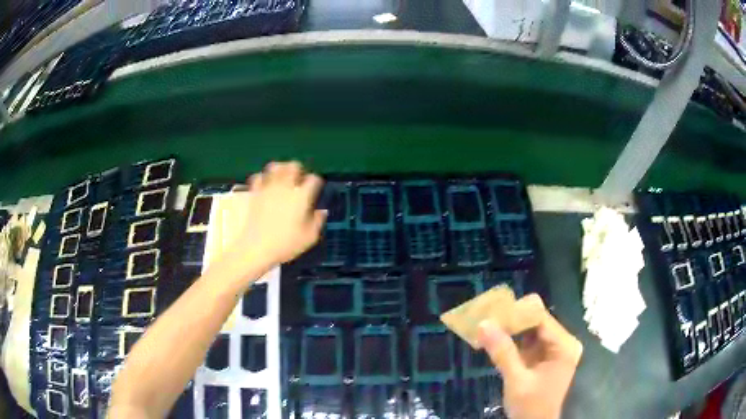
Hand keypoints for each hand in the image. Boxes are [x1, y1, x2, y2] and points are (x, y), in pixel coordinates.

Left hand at [238, 161, 326, 267]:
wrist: (257, 247)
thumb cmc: (286, 244)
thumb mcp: (309, 238)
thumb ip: (318, 222)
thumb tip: (321, 212)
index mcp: (301, 196)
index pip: (313, 179)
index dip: (316, 182)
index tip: (315, 189)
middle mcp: (285, 187)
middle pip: (293, 166)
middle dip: (298, 170)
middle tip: (299, 181)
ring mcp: (268, 188)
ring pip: (275, 166)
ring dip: (281, 169)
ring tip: (282, 178)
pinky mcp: (255, 192)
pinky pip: (258, 177)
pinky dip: (263, 178)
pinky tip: (265, 185)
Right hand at [478, 294, 581, 418]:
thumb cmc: (530, 406)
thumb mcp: (516, 380)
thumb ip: (503, 352)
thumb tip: (483, 323)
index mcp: (564, 345)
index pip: (541, 318)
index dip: (517, 313)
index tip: (491, 312)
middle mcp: (562, 342)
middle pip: (536, 321)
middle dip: (511, 321)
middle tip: (486, 321)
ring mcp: (553, 350)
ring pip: (530, 330)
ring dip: (509, 330)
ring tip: (487, 328)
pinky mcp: (543, 357)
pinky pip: (527, 342)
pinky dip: (511, 341)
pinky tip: (494, 340)